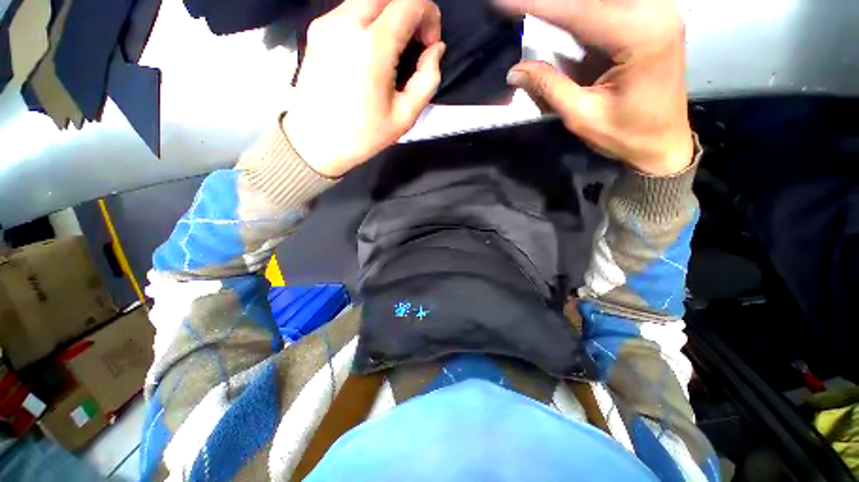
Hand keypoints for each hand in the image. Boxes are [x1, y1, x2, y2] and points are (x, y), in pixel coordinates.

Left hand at [284, 0, 444, 177]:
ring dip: (391, 12)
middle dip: (411, 10)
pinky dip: (371, 18)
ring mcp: (327, 22)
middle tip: (416, 41)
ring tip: (396, 45)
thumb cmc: (363, 135)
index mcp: (372, 47)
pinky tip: (373, 47)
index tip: (430, 44)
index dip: (429, 16)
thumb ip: (428, 79)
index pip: (410, 3)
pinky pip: (351, 8)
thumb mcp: (405, 116)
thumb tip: (436, 50)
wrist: (315, 142)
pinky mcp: (317, 29)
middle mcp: (346, 23)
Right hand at [497, 0, 692, 175]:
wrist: (663, 143)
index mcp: (641, 36)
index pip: (580, 11)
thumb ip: (550, 87)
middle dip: (555, 2)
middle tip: (519, 6)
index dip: (539, 5)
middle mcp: (656, 13)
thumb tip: (515, 71)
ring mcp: (659, 13)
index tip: (504, 2)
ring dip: (570, 5)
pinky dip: (587, 10)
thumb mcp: (582, 116)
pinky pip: (614, 6)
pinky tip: (568, 17)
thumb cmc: (626, 135)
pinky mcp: (654, 19)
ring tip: (539, 12)